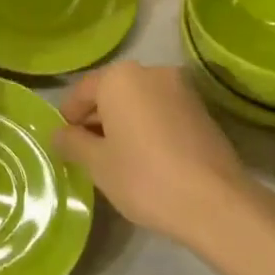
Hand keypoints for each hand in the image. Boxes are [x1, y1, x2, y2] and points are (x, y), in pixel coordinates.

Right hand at [54, 62, 251, 247]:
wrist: (215, 202)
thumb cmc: (144, 177)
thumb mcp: (97, 164)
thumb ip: (72, 143)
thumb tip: (59, 134)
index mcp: (120, 77)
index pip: (82, 91)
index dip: (68, 117)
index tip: (64, 143)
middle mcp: (151, 72)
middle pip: (111, 92)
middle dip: (96, 119)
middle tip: (86, 153)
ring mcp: (181, 89)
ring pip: (138, 101)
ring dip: (122, 123)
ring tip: (115, 158)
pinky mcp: (201, 109)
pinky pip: (161, 111)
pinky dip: (147, 127)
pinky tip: (144, 158)